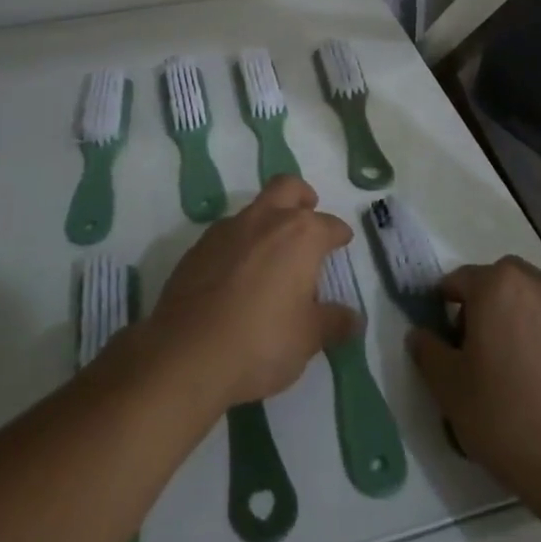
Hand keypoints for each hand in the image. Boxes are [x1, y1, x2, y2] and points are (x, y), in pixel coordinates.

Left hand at [144, 176, 359, 411]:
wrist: (186, 354)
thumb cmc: (261, 342)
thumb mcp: (307, 339)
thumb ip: (333, 322)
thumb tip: (354, 318)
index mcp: (299, 235)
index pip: (328, 225)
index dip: (339, 234)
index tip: (343, 242)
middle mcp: (264, 220)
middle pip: (287, 187)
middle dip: (301, 196)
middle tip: (308, 213)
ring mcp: (226, 230)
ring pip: (254, 209)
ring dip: (267, 221)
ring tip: (272, 254)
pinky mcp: (197, 248)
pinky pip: (227, 234)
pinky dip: (239, 244)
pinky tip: (238, 274)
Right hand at [407, 256, 540, 496]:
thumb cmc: (503, 414)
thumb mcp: (448, 385)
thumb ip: (428, 350)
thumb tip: (420, 335)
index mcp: (496, 283)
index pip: (458, 281)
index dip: (444, 308)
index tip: (443, 340)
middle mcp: (534, 282)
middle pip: (497, 284)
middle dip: (482, 307)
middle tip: (474, 351)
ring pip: (527, 300)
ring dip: (513, 318)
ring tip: (509, 365)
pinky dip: (540, 335)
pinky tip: (538, 376)